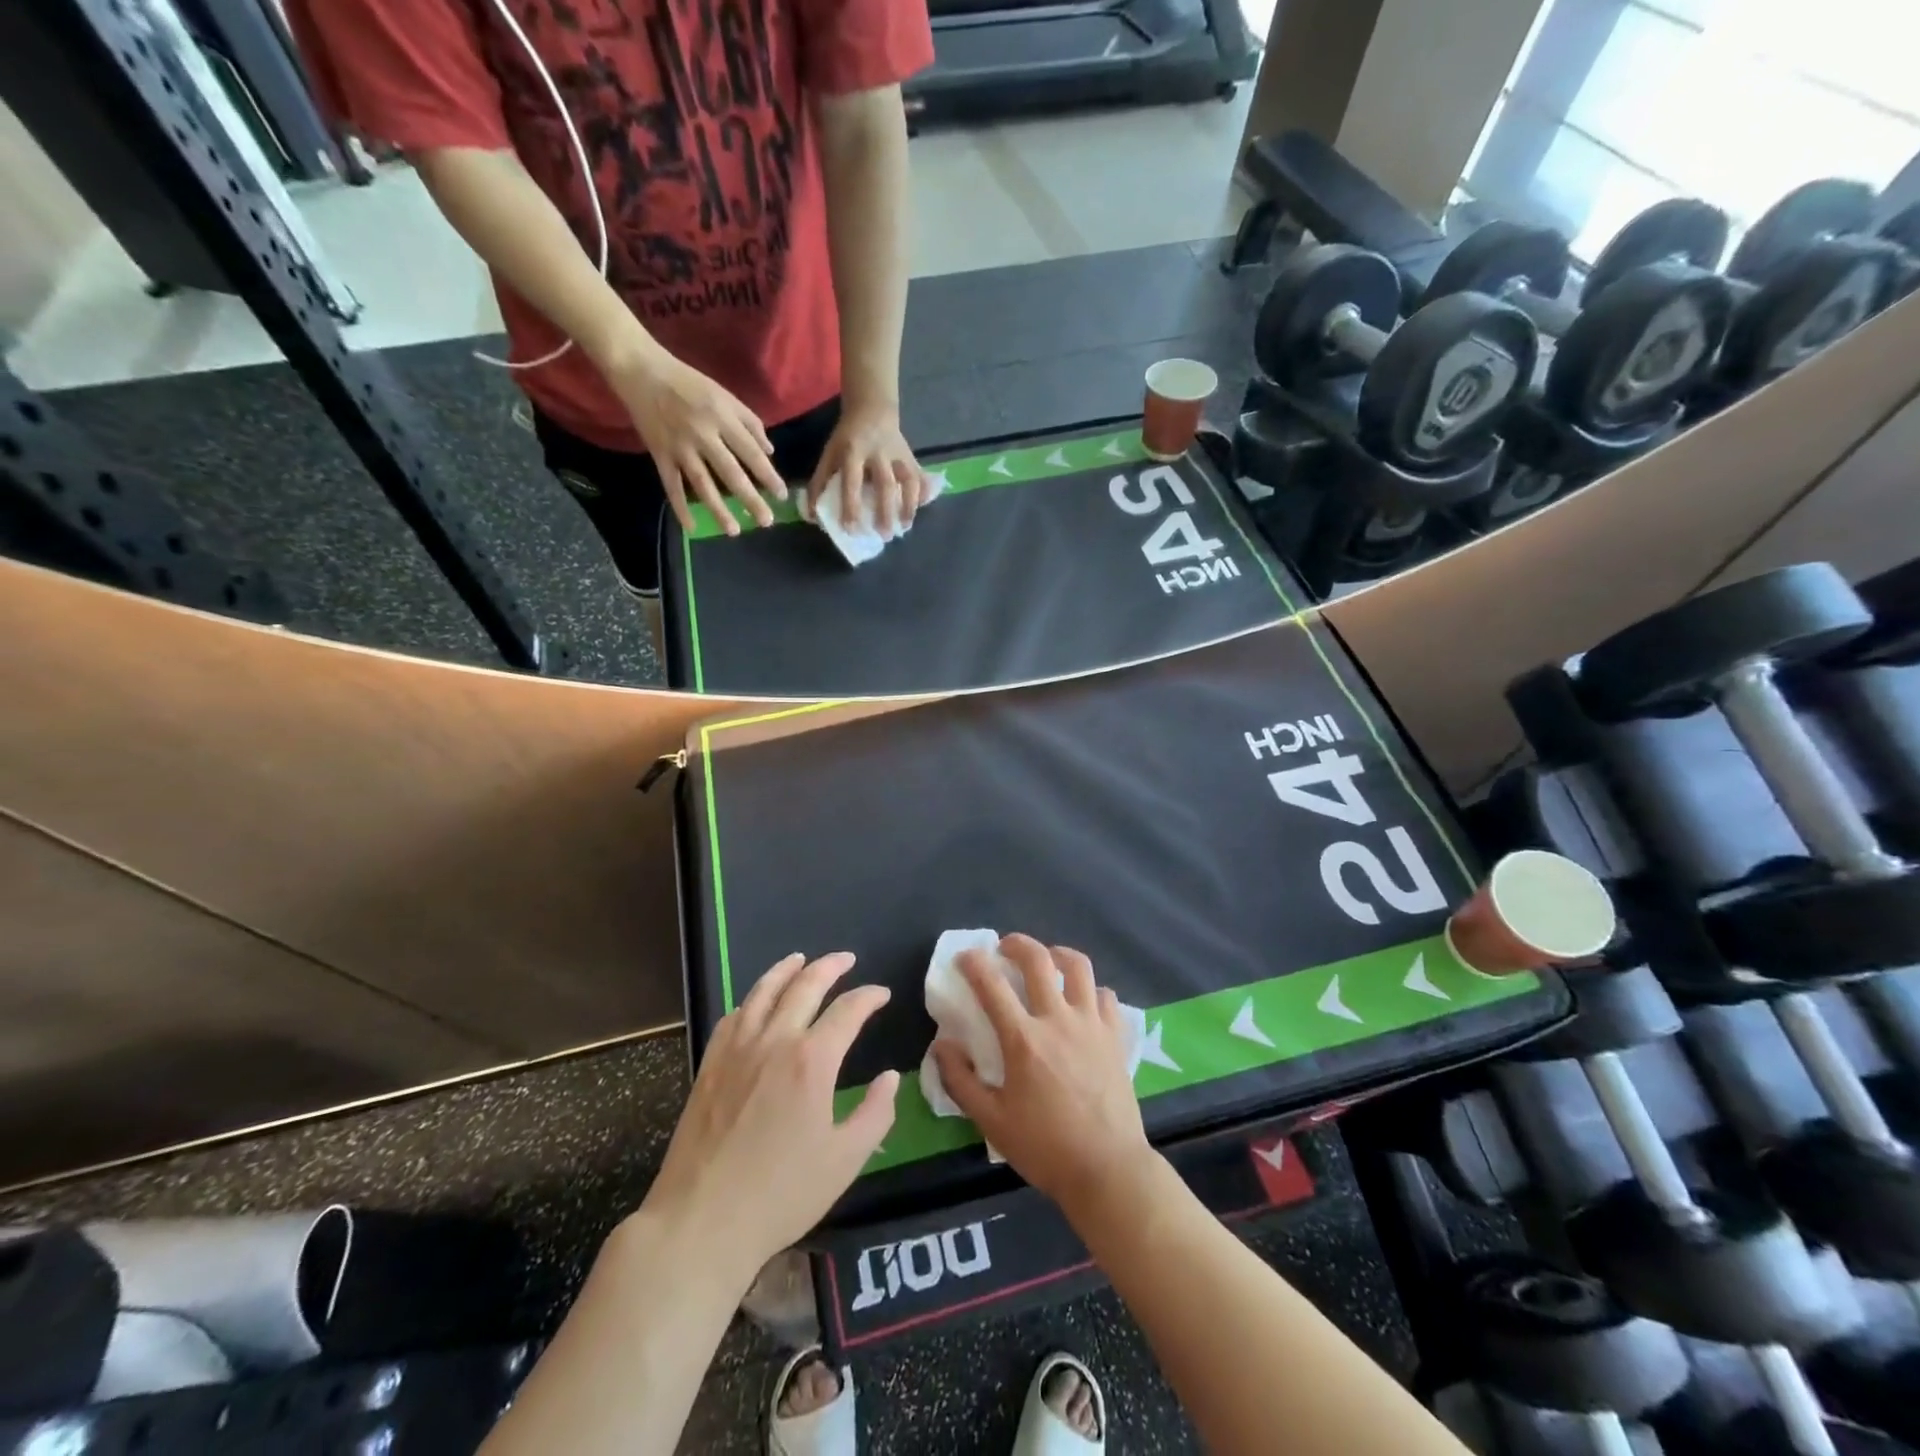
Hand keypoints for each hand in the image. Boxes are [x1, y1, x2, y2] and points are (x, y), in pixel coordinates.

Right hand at [610, 352, 787, 537]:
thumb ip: (749, 422)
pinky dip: (680, 507)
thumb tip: (769, 452)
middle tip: (766, 521)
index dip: (768, 475)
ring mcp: (680, 446)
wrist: (641, 370)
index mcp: (722, 417)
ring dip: (718, 509)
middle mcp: (703, 434)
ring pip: (702, 484)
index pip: (751, 452)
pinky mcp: (659, 454)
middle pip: (731, 473)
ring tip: (734, 531)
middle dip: (750, 499)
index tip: (781, 495)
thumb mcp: (724, 395)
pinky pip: (671, 485)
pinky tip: (691, 527)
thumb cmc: (689, 382)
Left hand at [640, 952, 897, 1285]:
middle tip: (846, 959)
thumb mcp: (845, 1161)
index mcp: (812, 1061)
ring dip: (786, 969)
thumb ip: (875, 1113)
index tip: (882, 994)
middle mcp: (775, 1041)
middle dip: (830, 966)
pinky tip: (756, 1001)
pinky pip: (734, 1016)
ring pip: (764, 991)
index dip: (869, 997)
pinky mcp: (710, 1065)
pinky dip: (752, 999)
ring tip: (800, 959)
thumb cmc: (781, 1195)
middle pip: (805, 986)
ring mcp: (737, 1049)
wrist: (701, 1221)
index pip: (848, 1010)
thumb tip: (890, 1078)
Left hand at [809, 401, 928, 536]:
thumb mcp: (830, 454)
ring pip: (908, 481)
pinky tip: (922, 508)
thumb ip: (820, 483)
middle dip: (885, 511)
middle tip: (884, 536)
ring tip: (904, 527)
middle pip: (885, 484)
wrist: (872, 409)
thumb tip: (811, 516)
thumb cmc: (847, 438)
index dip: (851, 506)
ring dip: (908, 505)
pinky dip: (923, 492)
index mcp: (853, 452)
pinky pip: (920, 476)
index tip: (851, 529)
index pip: (852, 481)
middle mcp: (878, 453)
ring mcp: (898, 454)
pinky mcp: (911, 456)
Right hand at [931, 935, 1152, 1216]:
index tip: (964, 957)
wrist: (1108, 1170)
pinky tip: (1082, 1001)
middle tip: (1004, 948)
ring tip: (1047, 961)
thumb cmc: (1045, 1148)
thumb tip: (942, 1045)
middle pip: (1038, 959)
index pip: (991, 985)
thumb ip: (961, 1080)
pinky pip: (1105, 996)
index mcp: (1023, 1039)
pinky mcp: (1115, 1036)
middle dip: (1017, 944)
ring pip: (1078, 966)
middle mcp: (1058, 1020)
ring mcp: (1091, 1024)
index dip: (973, 963)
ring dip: (1058, 954)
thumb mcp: (991, 1121)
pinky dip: (1090, 990)